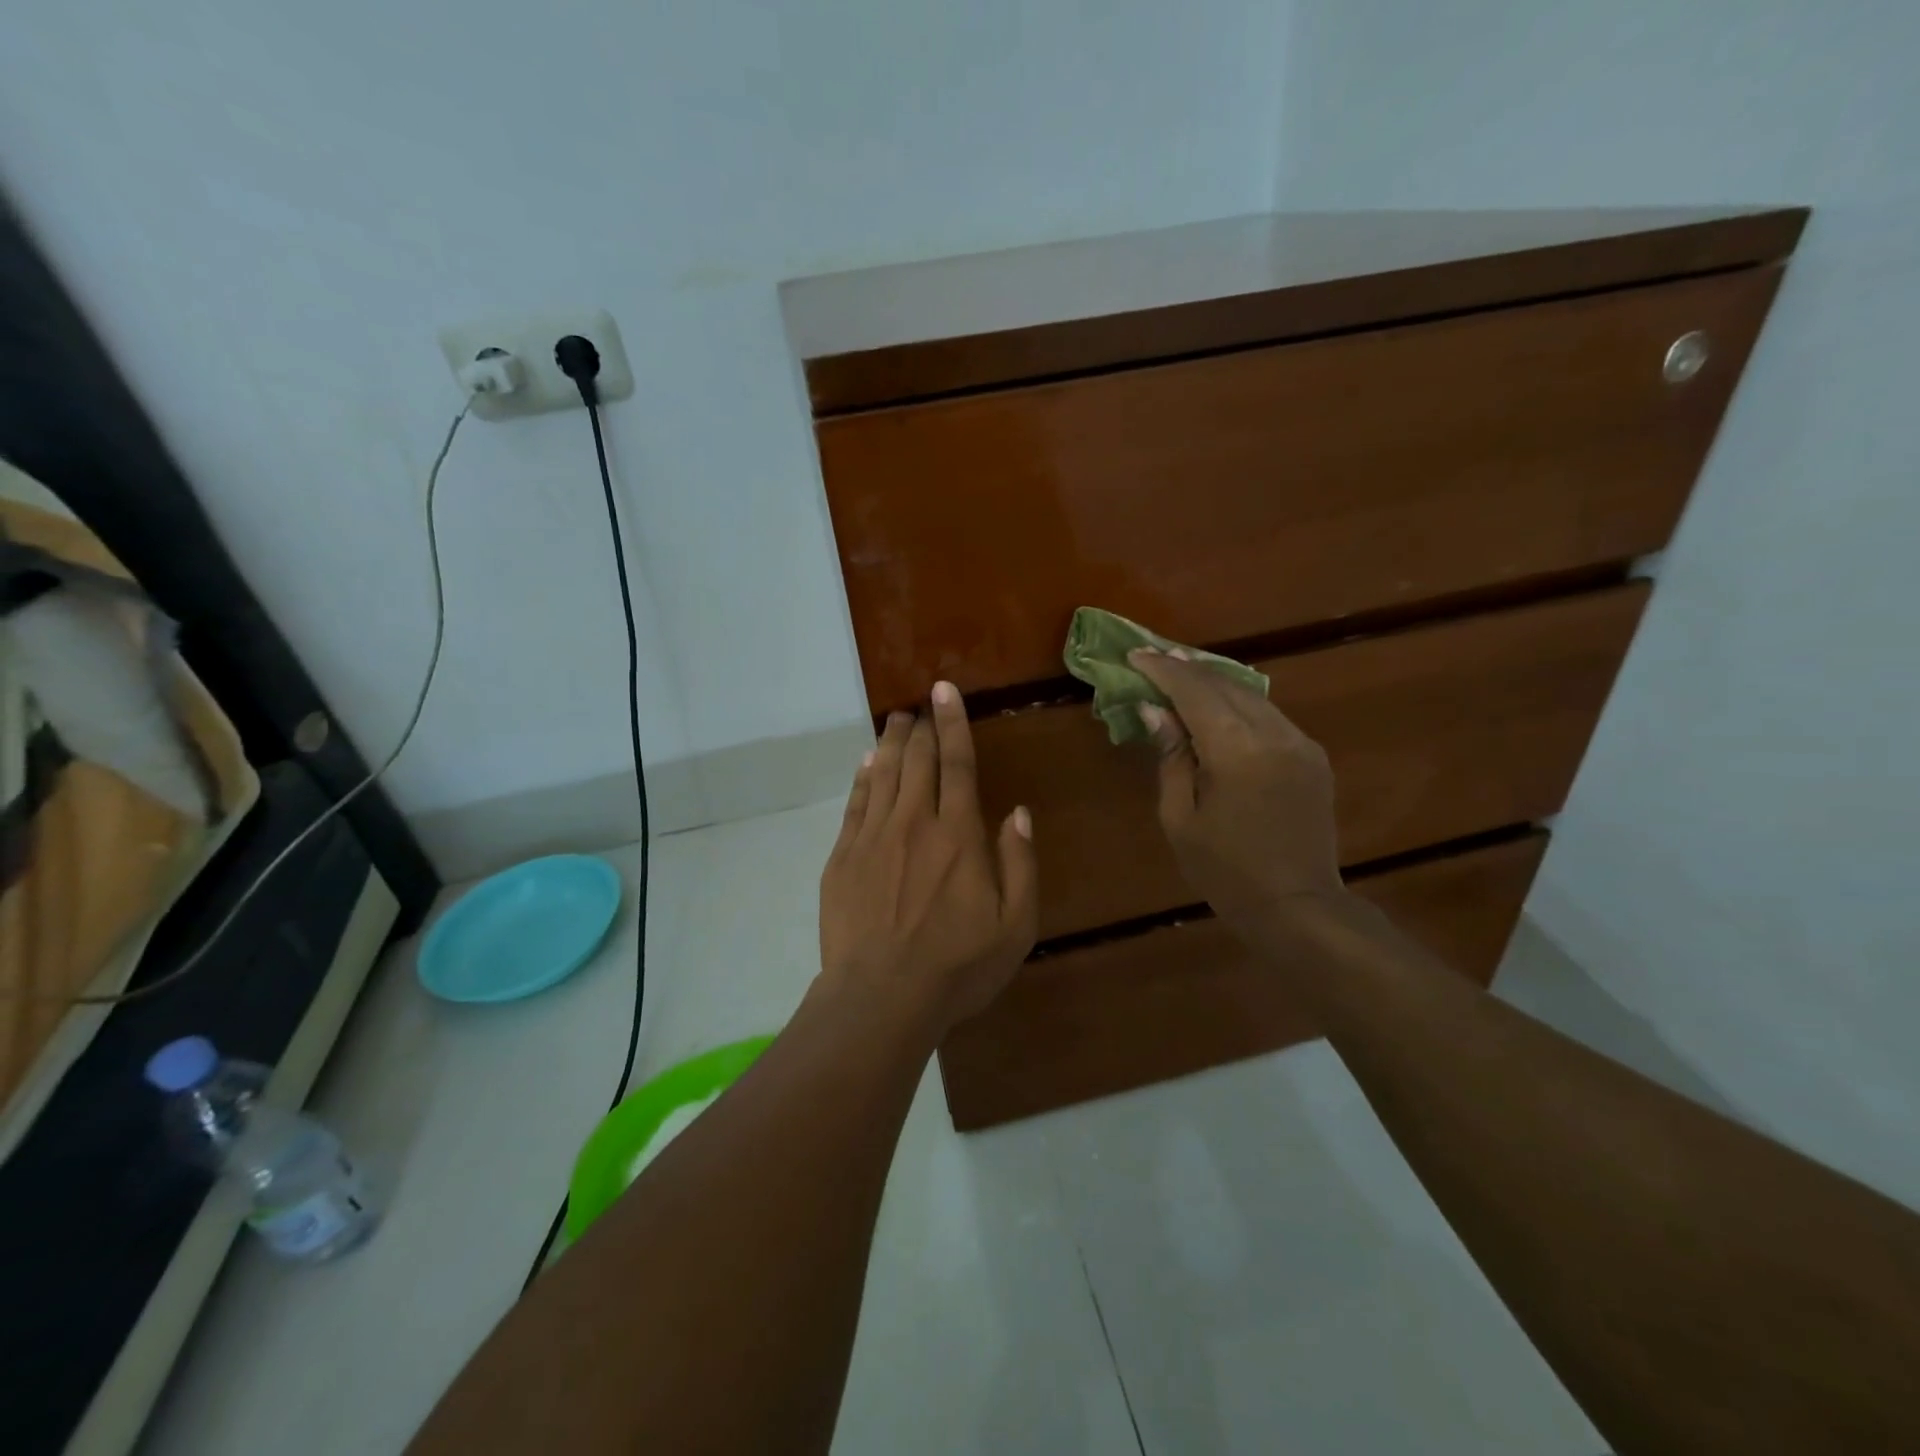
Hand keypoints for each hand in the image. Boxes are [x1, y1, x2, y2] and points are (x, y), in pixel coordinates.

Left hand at [818, 683, 1038, 1032]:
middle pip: (917, 760)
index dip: (952, 723)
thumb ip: (1020, 863)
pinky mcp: (843, 857)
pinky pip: (855, 803)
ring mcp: (873, 837)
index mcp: (958, 835)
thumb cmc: (958, 967)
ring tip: (895, 720)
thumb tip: (1018, 812)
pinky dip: (863, 777)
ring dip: (891, 743)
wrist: (881, 998)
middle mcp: (914, 822)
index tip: (944, 690)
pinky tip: (867, 763)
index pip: (957, 763)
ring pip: (883, 774)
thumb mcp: (1015, 925)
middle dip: (920, 727)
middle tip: (920, 704)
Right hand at [1130, 649, 1345, 931]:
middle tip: (1155, 657)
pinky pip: (1269, 715)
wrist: (1297, 905)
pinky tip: (1219, 705)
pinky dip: (1239, 703)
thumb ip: (1171, 757)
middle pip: (1225, 684)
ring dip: (1214, 682)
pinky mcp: (1312, 756)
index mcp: (1237, 750)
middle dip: (1188, 668)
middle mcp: (1274, 734)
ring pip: (1252, 694)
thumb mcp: (1180, 818)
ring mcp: (1300, 742)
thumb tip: (1155, 710)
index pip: (1194, 691)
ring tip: (1182, 671)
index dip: (1163, 670)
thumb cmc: (1226, 871)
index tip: (1136, 654)